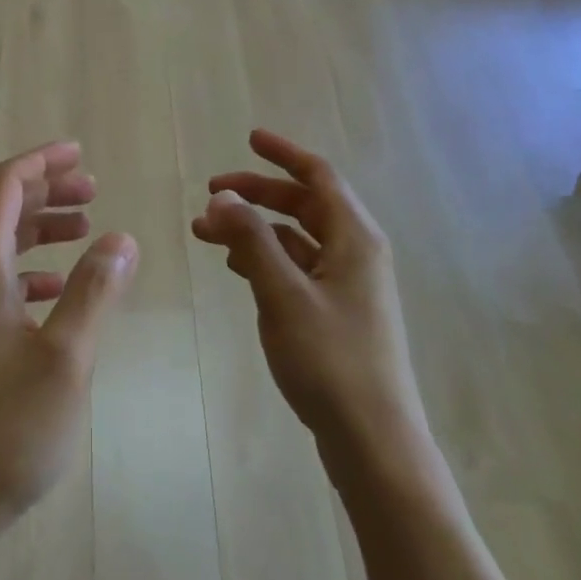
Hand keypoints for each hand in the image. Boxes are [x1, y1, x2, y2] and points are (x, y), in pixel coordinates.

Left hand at [0, 141, 137, 553]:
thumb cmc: (3, 430)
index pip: (6, 187)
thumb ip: (94, 291)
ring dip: (40, 229)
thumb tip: (120, 238)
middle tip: (93, 188)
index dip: (43, 163)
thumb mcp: (65, 359)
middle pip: (1, 210)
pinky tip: (56, 289)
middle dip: (47, 191)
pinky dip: (28, 270)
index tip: (79, 153)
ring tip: (85, 229)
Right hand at [192, 129, 426, 457]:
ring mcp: (349, 284)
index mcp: (355, 238)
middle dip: (257, 194)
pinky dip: (265, 258)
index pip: (319, 176)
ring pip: (296, 238)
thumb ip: (252, 240)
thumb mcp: (283, 294)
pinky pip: (297, 267)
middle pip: (304, 204)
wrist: (372, 441)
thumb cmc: (330, 360)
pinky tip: (237, 267)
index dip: (283, 154)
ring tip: (207, 234)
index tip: (249, 139)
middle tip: (211, 195)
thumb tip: (223, 196)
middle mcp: (356, 252)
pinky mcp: (337, 311)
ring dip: (254, 229)